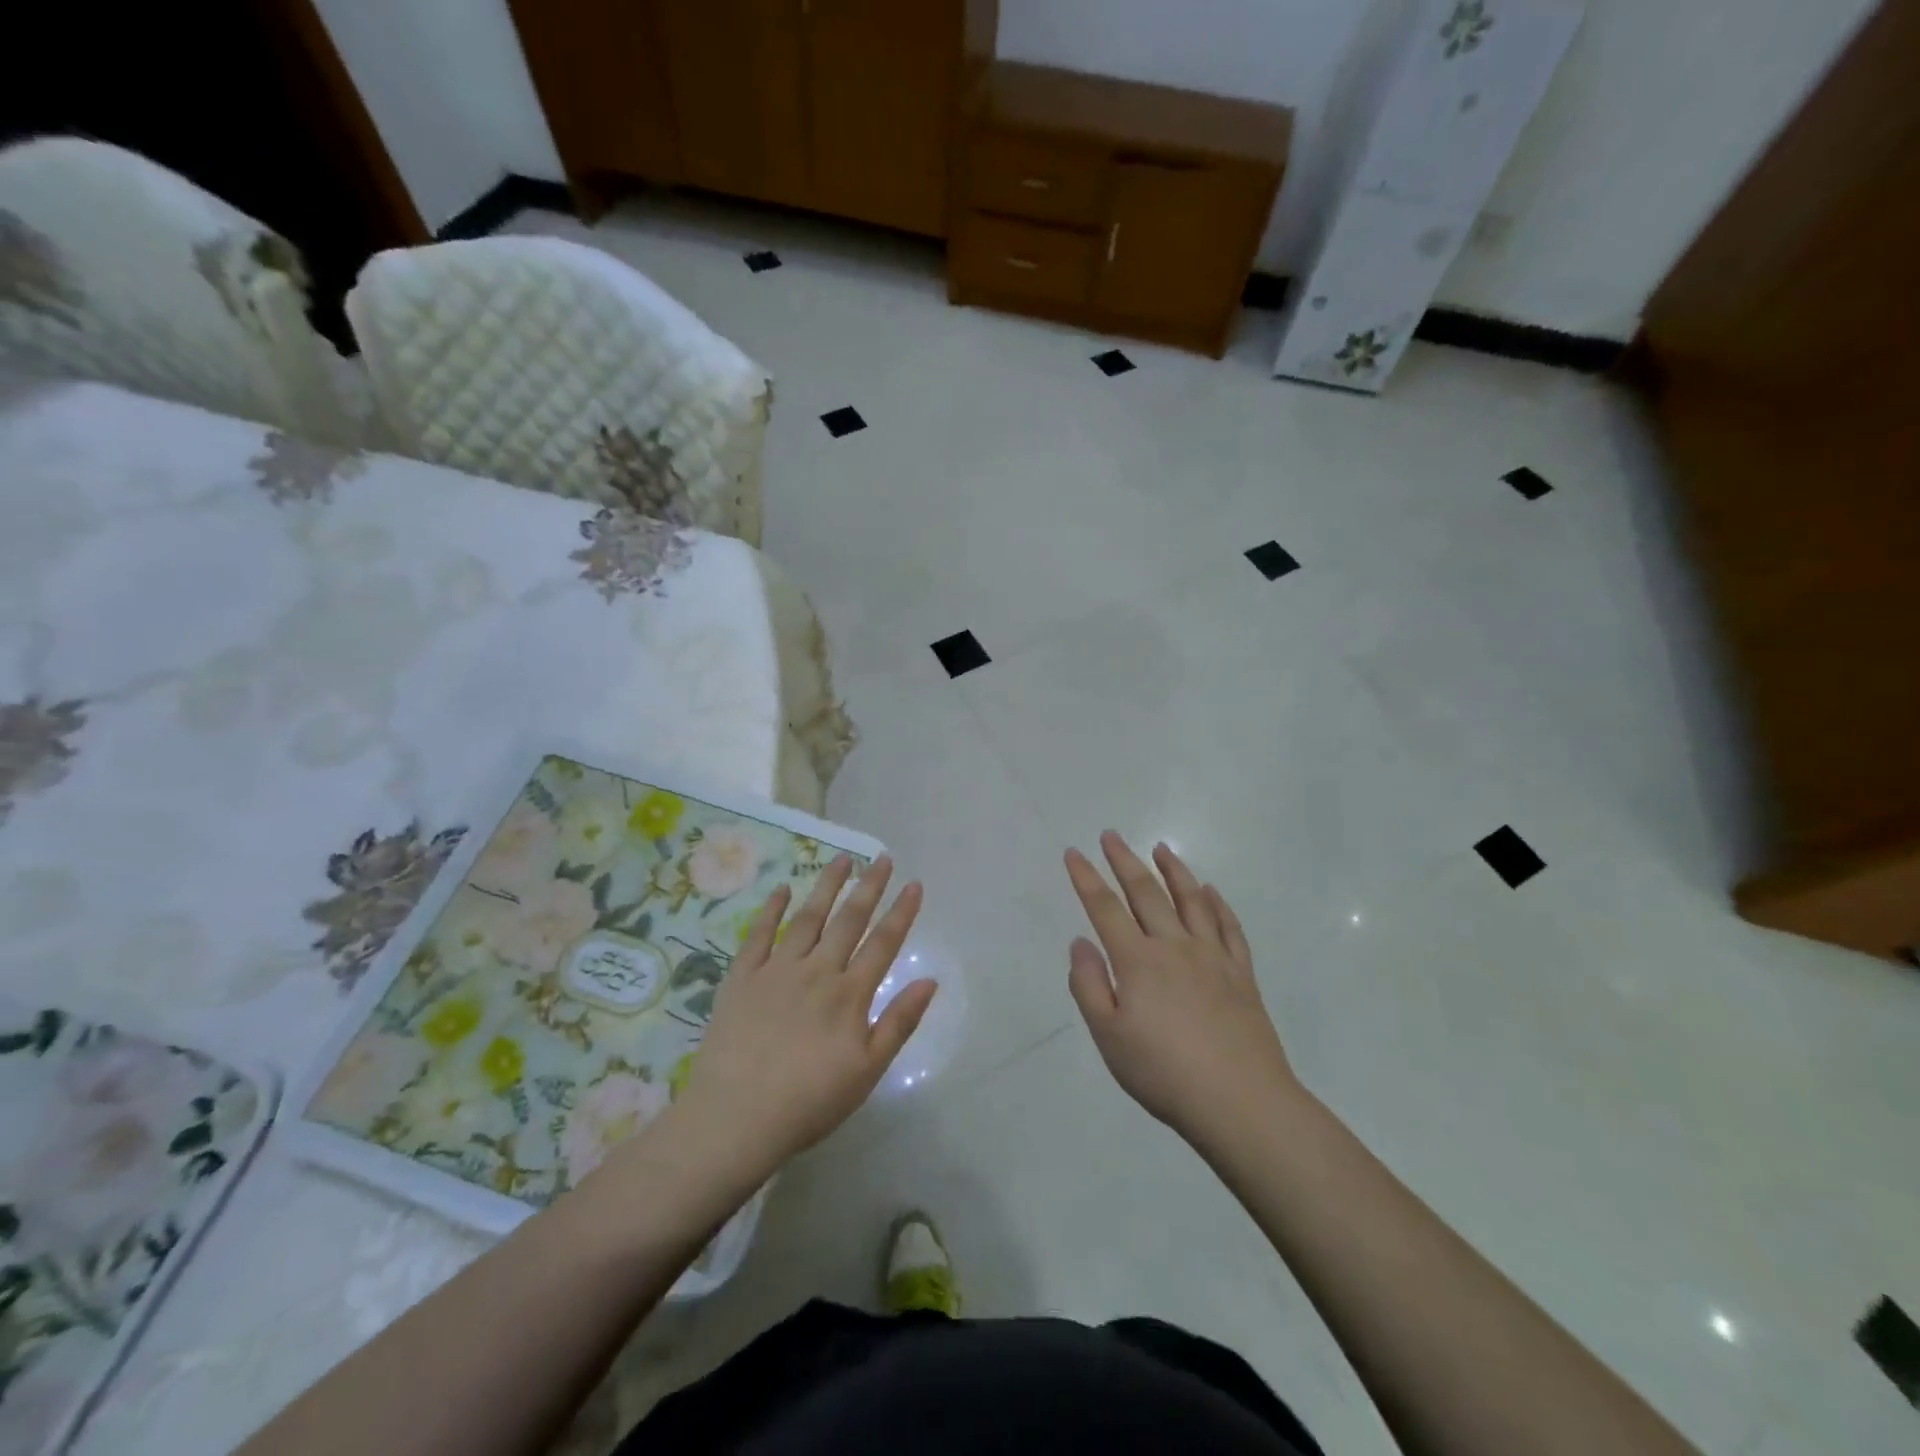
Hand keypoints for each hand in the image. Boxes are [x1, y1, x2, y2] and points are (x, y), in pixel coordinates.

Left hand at [677, 855, 935, 1176]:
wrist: (735, 1119)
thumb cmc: (809, 1102)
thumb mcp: (867, 1071)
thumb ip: (898, 1022)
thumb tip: (929, 980)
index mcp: (849, 994)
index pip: (883, 943)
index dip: (902, 912)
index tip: (914, 883)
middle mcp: (817, 971)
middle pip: (848, 920)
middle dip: (869, 886)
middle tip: (882, 857)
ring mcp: (776, 970)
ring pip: (807, 918)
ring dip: (826, 886)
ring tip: (841, 860)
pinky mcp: (742, 978)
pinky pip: (759, 935)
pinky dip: (771, 909)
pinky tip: (782, 889)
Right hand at [1065, 833, 1299, 1145]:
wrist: (1241, 1102)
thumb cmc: (1164, 1073)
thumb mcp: (1109, 1037)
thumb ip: (1089, 985)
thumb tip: (1080, 942)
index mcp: (1138, 961)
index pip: (1105, 908)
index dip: (1086, 878)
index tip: (1074, 853)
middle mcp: (1174, 947)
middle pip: (1146, 893)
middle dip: (1124, 861)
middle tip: (1111, 836)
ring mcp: (1212, 957)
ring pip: (1190, 900)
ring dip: (1173, 870)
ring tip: (1161, 848)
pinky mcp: (1241, 974)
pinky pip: (1228, 927)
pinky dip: (1217, 904)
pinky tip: (1210, 892)